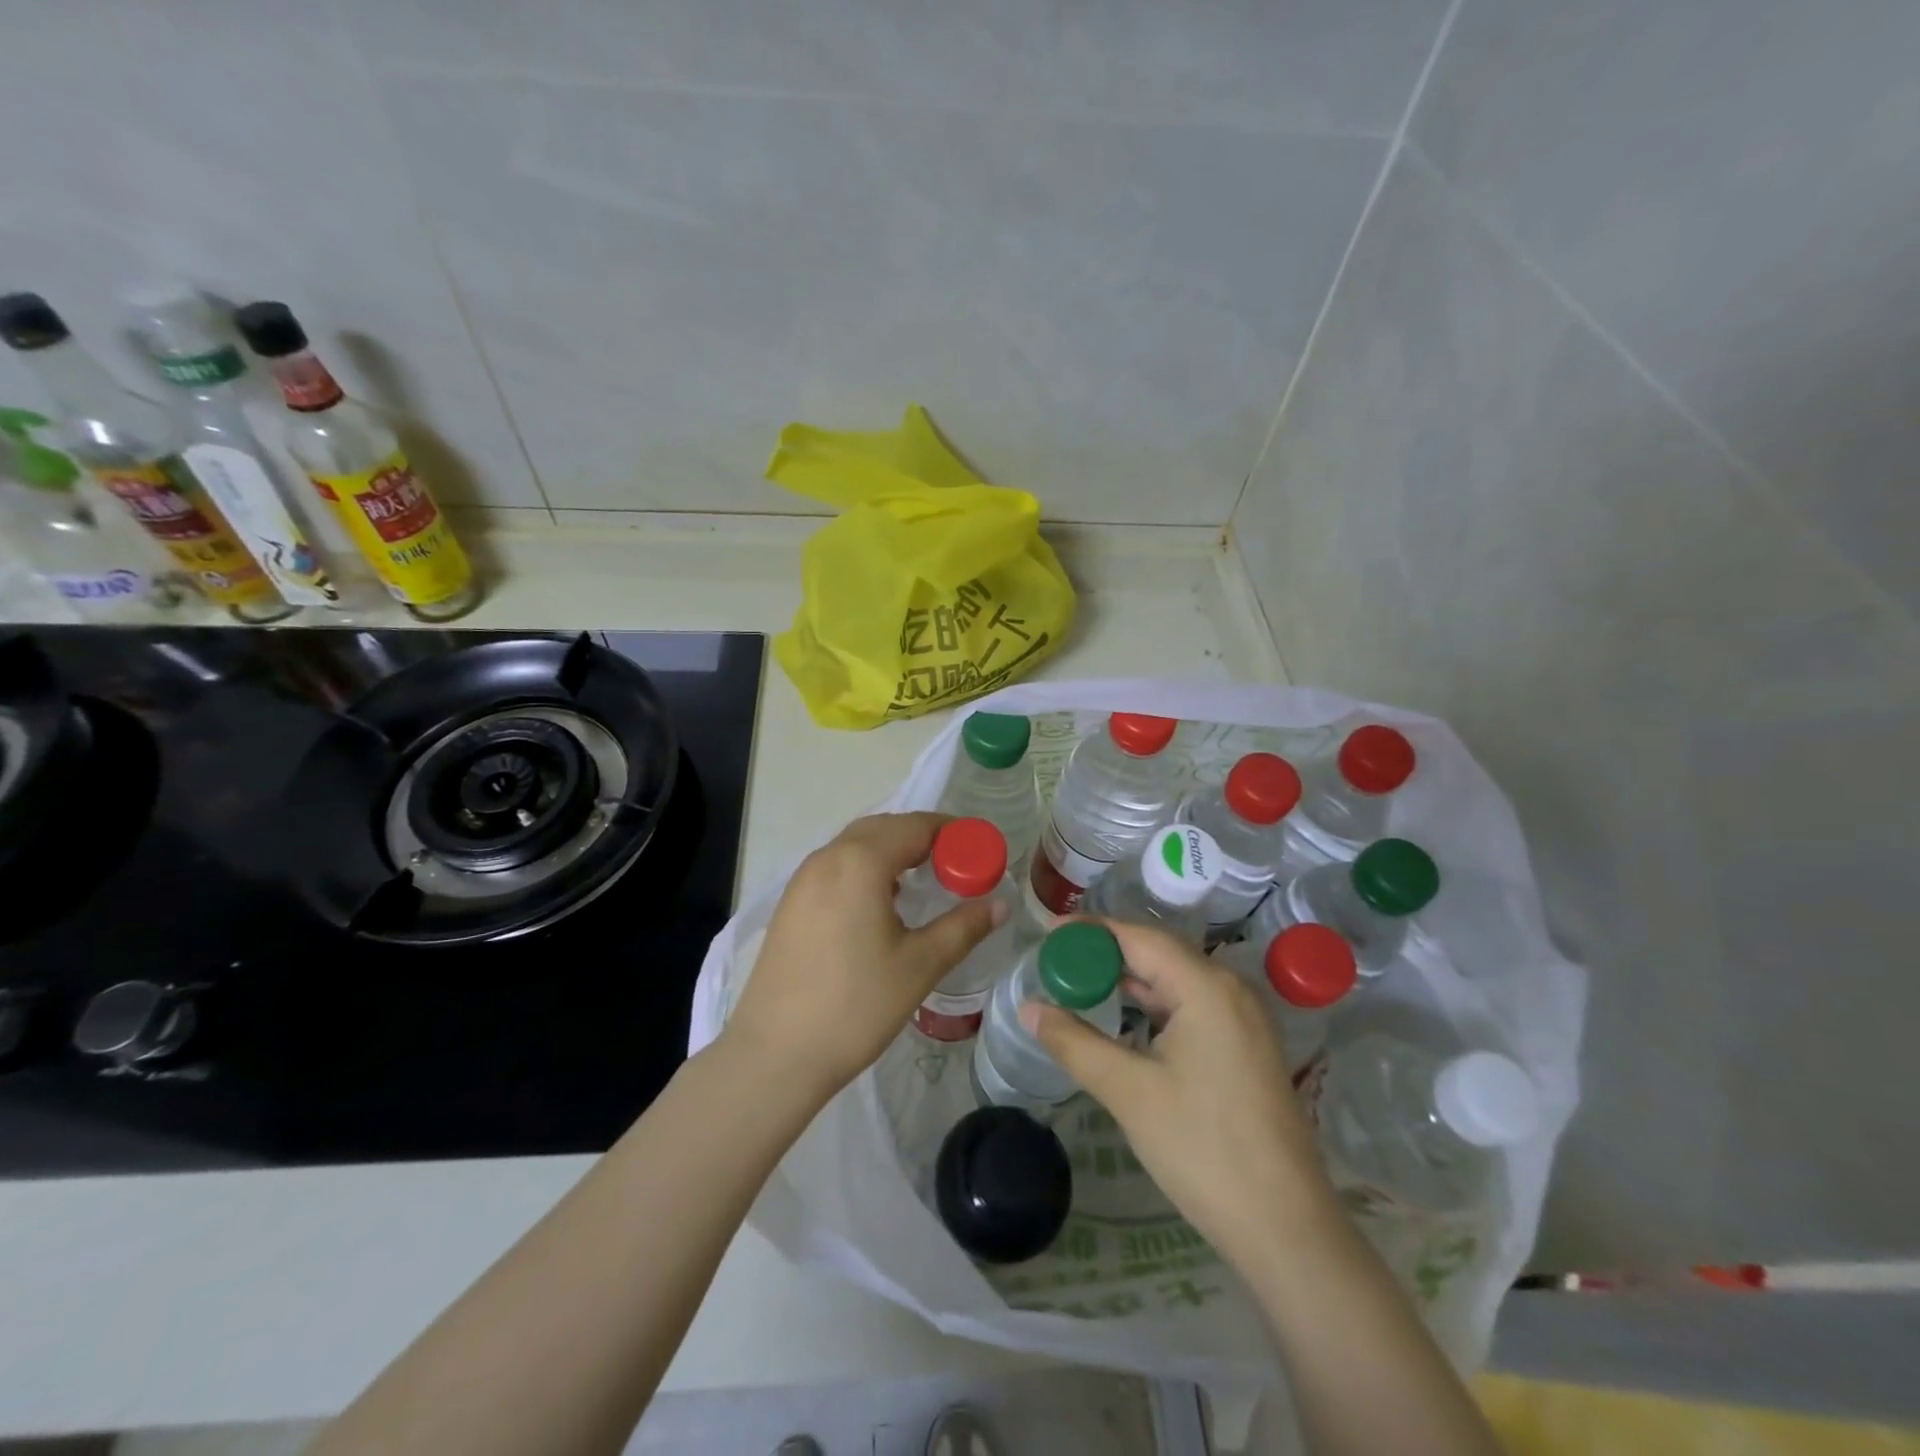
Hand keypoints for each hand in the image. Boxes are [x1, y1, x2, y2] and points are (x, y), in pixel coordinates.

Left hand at [723, 812, 1004, 1106]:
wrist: (775, 1054)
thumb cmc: (856, 1006)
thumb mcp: (920, 965)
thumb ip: (964, 927)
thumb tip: (1001, 904)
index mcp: (860, 862)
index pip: (915, 826)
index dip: (952, 832)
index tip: (979, 851)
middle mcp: (828, 858)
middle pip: (883, 828)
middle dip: (922, 837)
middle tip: (956, 865)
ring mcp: (803, 879)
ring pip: (855, 845)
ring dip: (892, 851)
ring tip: (923, 881)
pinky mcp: (790, 903)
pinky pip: (836, 867)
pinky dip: (865, 868)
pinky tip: (881, 904)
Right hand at [1022, 919, 1336, 1273]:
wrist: (1286, 1229)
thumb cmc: (1202, 1149)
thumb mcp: (1128, 1091)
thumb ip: (1074, 1042)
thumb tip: (1028, 1008)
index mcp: (1206, 986)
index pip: (1138, 937)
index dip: (1090, 931)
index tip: (1047, 934)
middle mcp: (1230, 989)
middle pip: (1159, 953)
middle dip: (1106, 953)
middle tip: (1057, 961)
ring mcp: (1243, 1019)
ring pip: (1175, 981)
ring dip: (1129, 980)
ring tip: (1080, 985)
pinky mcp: (1246, 1047)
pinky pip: (1192, 1006)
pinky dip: (1153, 1005)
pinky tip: (1125, 1019)